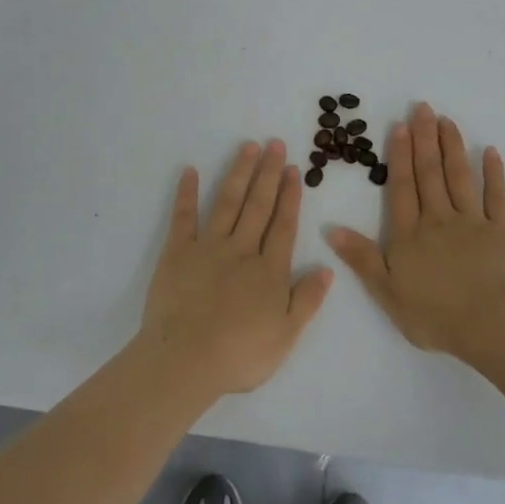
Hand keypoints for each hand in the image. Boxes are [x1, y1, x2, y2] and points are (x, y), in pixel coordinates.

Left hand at [138, 139, 333, 397]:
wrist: (186, 360)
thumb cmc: (240, 354)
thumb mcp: (286, 335)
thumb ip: (307, 300)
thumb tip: (328, 268)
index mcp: (269, 270)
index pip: (283, 226)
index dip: (290, 196)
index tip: (293, 169)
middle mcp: (241, 250)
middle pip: (258, 206)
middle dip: (268, 173)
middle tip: (274, 144)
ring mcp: (208, 247)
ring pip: (227, 203)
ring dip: (239, 173)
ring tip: (248, 147)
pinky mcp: (177, 252)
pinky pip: (183, 217)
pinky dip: (186, 193)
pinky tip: (190, 171)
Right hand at [327, 103, 504, 357]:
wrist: (490, 325)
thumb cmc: (434, 314)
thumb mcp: (386, 291)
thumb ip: (361, 257)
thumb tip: (330, 228)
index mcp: (410, 234)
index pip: (402, 188)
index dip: (400, 156)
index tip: (400, 126)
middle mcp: (439, 219)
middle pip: (430, 174)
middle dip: (425, 139)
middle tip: (422, 108)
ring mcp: (473, 222)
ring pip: (460, 177)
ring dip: (452, 147)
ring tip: (446, 121)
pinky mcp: (502, 231)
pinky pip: (497, 196)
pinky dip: (494, 173)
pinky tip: (490, 152)